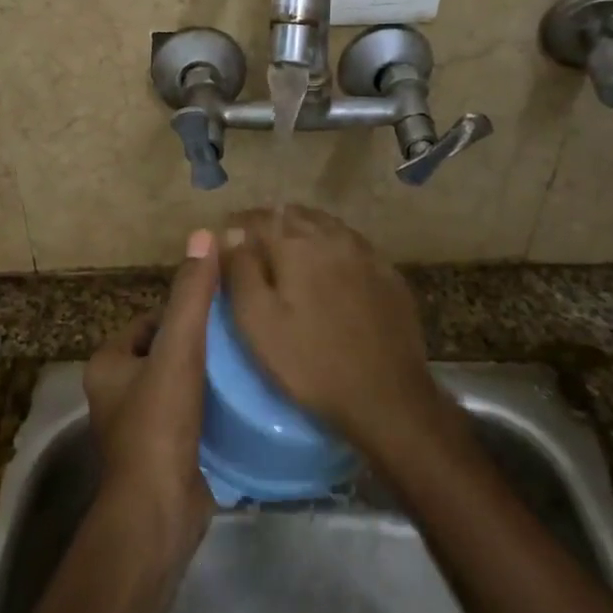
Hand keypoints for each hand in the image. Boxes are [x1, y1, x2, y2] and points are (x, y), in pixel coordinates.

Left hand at [84, 229, 220, 545]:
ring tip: (247, 361)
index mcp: (108, 364)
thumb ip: (192, 295)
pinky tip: (242, 399)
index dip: (184, 311)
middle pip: (166, 350)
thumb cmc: (160, 423)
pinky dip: (211, 405)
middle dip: (199, 342)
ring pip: (179, 382)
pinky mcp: (163, 452)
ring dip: (208, 374)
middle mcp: (116, 392)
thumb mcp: (179, 349)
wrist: (159, 510)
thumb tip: (204, 235)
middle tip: (240, 333)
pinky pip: (189, 413)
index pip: (150, 320)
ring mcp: (139, 425)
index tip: (221, 309)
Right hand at [221, 206, 440, 461]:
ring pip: (326, 226)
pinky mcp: (388, 274)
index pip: (259, 217)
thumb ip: (240, 271)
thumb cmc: (310, 362)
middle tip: (253, 247)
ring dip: (302, 231)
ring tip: (287, 255)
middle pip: (294, 215)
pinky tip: (329, 270)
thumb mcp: (257, 322)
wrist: (387, 396)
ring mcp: (366, 253)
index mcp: (297, 244)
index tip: (225, 239)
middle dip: (270, 224)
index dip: (238, 225)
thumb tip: (231, 234)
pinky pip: (352, 246)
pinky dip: (332, 248)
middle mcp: (333, 236)